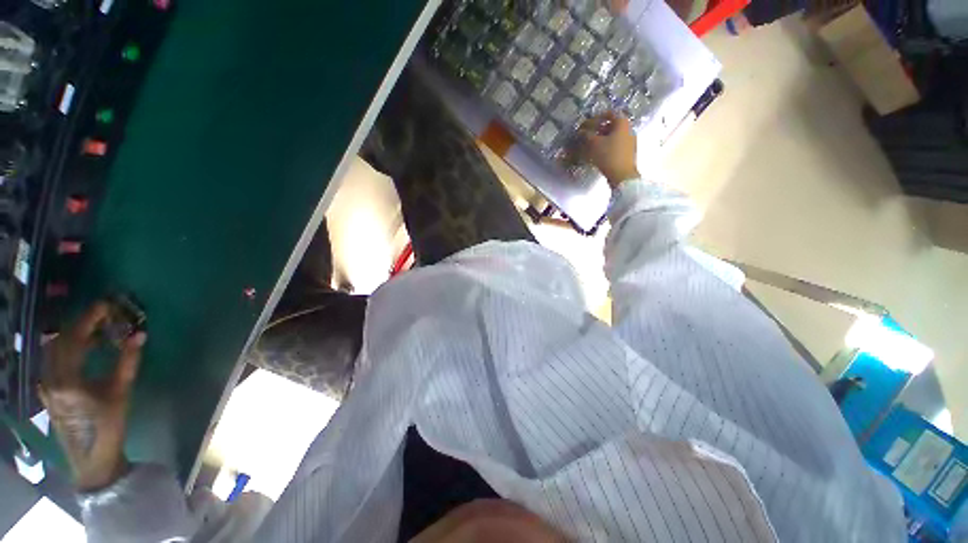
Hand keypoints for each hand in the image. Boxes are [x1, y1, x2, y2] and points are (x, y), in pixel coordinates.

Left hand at [39, 302, 145, 491]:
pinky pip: (52, 362)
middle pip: (61, 341)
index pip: (74, 339)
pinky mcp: (48, 391)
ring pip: (53, 350)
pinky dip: (66, 350)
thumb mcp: (121, 393)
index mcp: (68, 379)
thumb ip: (128, 361)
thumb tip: (139, 335)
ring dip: (73, 337)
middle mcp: (51, 378)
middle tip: (102, 317)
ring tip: (95, 333)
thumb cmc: (108, 425)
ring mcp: (46, 385)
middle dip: (81, 325)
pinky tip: (81, 353)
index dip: (89, 319)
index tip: (105, 306)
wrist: (91, 457)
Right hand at [579, 111, 639, 188]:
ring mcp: (630, 141)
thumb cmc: (609, 155)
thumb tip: (581, 131)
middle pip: (611, 125)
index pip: (609, 113)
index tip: (586, 124)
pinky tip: (597, 154)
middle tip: (587, 135)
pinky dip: (605, 146)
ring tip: (590, 146)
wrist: (622, 175)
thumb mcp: (594, 144)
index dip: (596, 117)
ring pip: (613, 136)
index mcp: (623, 123)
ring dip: (601, 139)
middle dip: (598, 129)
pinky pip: (615, 145)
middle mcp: (629, 129)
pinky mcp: (627, 153)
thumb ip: (587, 135)